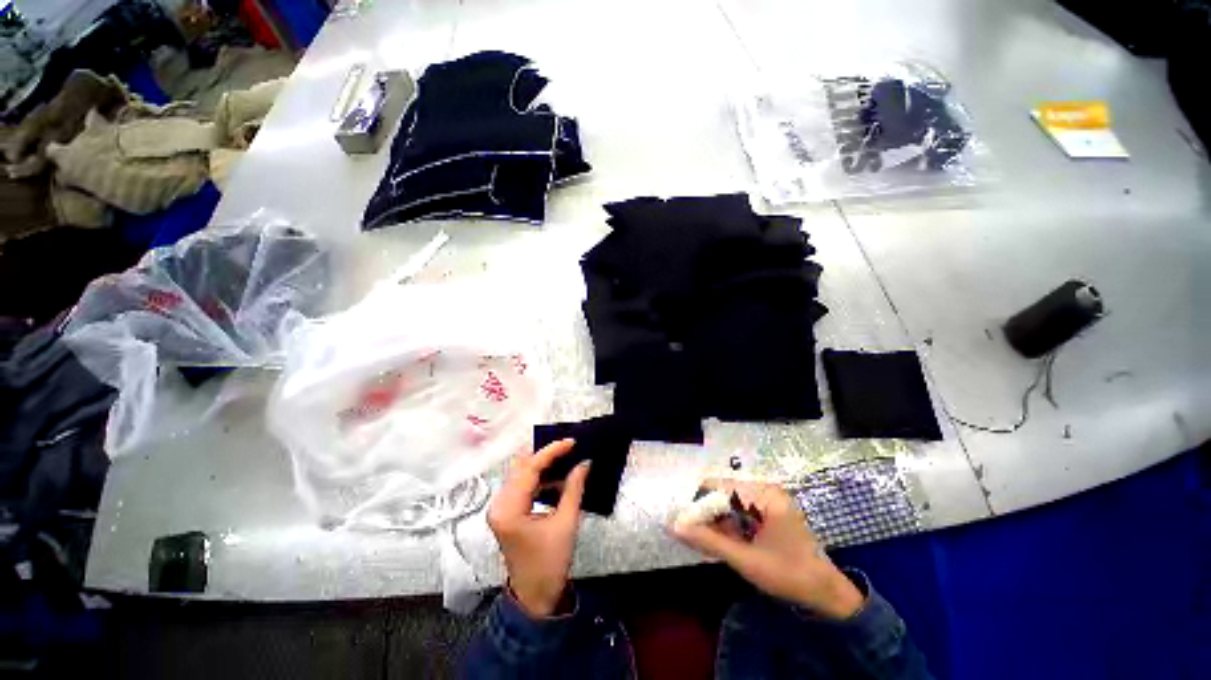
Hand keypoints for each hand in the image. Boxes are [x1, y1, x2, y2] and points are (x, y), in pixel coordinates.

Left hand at [487, 439, 589, 617]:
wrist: (535, 597)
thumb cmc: (550, 563)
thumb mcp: (566, 523)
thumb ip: (574, 488)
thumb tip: (584, 463)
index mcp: (509, 509)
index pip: (530, 468)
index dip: (552, 451)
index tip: (572, 442)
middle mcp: (499, 504)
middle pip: (522, 467)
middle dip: (546, 455)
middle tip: (570, 448)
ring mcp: (501, 508)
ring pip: (522, 474)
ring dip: (544, 465)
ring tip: (567, 458)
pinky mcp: (508, 512)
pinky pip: (523, 485)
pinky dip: (540, 478)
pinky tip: (558, 477)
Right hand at [670, 480, 863, 619]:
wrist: (826, 592)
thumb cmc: (788, 575)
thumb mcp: (745, 560)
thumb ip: (709, 541)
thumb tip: (675, 527)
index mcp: (764, 494)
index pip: (719, 486)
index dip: (700, 504)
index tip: (685, 524)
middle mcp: (766, 488)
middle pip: (723, 490)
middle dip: (707, 511)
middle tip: (695, 534)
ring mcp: (768, 496)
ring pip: (729, 498)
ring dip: (717, 517)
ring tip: (708, 539)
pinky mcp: (769, 506)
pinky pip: (739, 506)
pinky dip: (728, 520)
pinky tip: (725, 538)